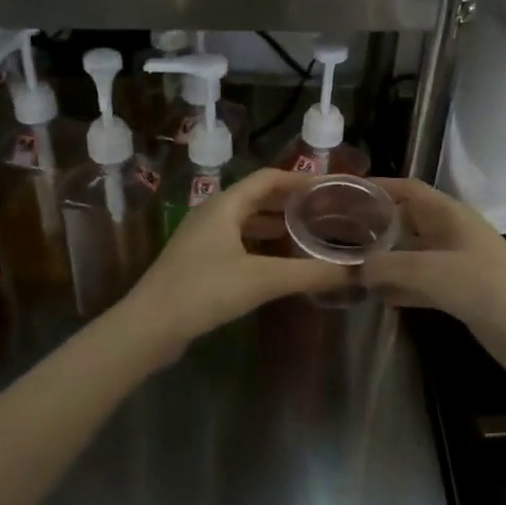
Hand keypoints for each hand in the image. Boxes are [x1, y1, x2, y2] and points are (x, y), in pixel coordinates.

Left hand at [112, 168, 351, 357]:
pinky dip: (259, 246)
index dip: (299, 180)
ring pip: (245, 222)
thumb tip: (355, 271)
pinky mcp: (197, 262)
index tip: (329, 188)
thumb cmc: (204, 290)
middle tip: (324, 212)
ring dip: (274, 226)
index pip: (268, 178)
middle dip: (289, 203)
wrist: (149, 326)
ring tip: (306, 236)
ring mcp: (201, 238)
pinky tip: (276, 264)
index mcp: (225, 204)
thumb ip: (309, 273)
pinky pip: (236, 242)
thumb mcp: (262, 280)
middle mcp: (212, 213)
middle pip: (257, 198)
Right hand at [360, 179, 505, 431]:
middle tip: (337, 232)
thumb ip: (387, 266)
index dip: (378, 187)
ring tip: (348, 264)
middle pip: (407, 220)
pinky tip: (376, 297)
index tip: (343, 193)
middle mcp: (452, 233)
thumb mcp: (429, 271)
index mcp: (449, 215)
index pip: (408, 189)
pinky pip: (421, 282)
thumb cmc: (484, 288)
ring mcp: (457, 263)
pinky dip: (400, 286)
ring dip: (385, 259)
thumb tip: (358, 269)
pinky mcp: (460, 293)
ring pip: (411, 253)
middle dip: (375, 224)